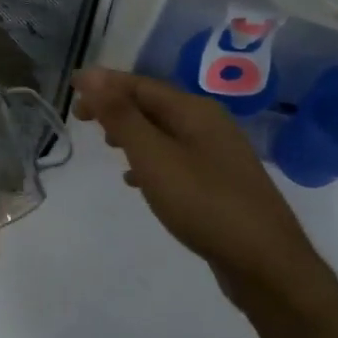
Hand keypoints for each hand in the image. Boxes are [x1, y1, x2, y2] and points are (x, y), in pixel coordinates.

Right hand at [73, 67, 319, 311]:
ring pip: (165, 132)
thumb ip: (121, 115)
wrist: (266, 263)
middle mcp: (210, 124)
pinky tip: (137, 181)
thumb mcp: (153, 157)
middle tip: (82, 119)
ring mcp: (219, 154)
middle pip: (154, 105)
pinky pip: (176, 157)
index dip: (104, 84)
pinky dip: (151, 160)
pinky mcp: (220, 183)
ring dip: (133, 133)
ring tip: (106, 145)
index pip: (140, 84)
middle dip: (117, 107)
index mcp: (194, 110)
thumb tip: (89, 74)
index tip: (71, 90)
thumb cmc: (204, 203)